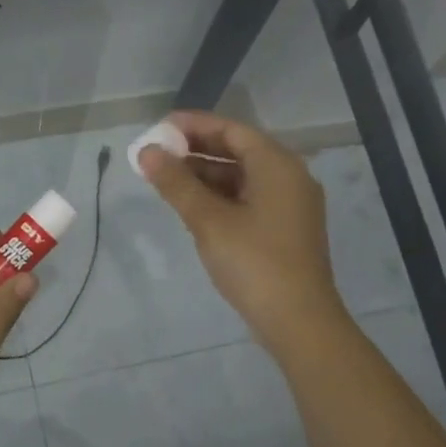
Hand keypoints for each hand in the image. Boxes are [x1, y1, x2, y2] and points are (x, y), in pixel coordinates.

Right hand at [138, 111, 344, 360]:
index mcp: (277, 166)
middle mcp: (288, 178)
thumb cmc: (254, 263)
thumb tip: (147, 152)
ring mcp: (288, 205)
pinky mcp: (283, 229)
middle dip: (196, 150)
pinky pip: (247, 198)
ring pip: (240, 177)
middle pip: (238, 151)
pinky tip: (190, 205)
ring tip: (164, 178)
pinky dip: (218, 196)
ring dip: (204, 174)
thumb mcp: (208, 220)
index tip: (159, 127)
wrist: (298, 321)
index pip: (232, 130)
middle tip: (156, 153)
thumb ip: (176, 183)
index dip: (194, 125)